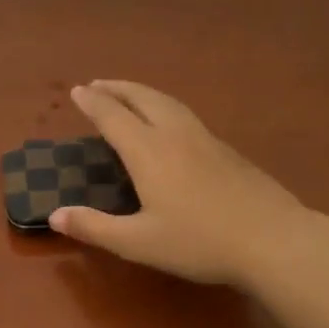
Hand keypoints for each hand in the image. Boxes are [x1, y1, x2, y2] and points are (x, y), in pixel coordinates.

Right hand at [48, 80, 314, 288]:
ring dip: (143, 93)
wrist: (272, 238)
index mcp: (149, 151)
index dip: (93, 103)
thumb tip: (55, 214)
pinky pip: (186, 115)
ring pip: (169, 103)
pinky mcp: (228, 150)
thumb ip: (95, 227)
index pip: (113, 116)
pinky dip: (165, 108)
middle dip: (117, 88)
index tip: (77, 91)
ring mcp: (206, 139)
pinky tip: (170, 124)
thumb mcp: (139, 242)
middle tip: (98, 84)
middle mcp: (176, 135)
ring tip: (129, 96)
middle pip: (143, 98)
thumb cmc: (199, 243)